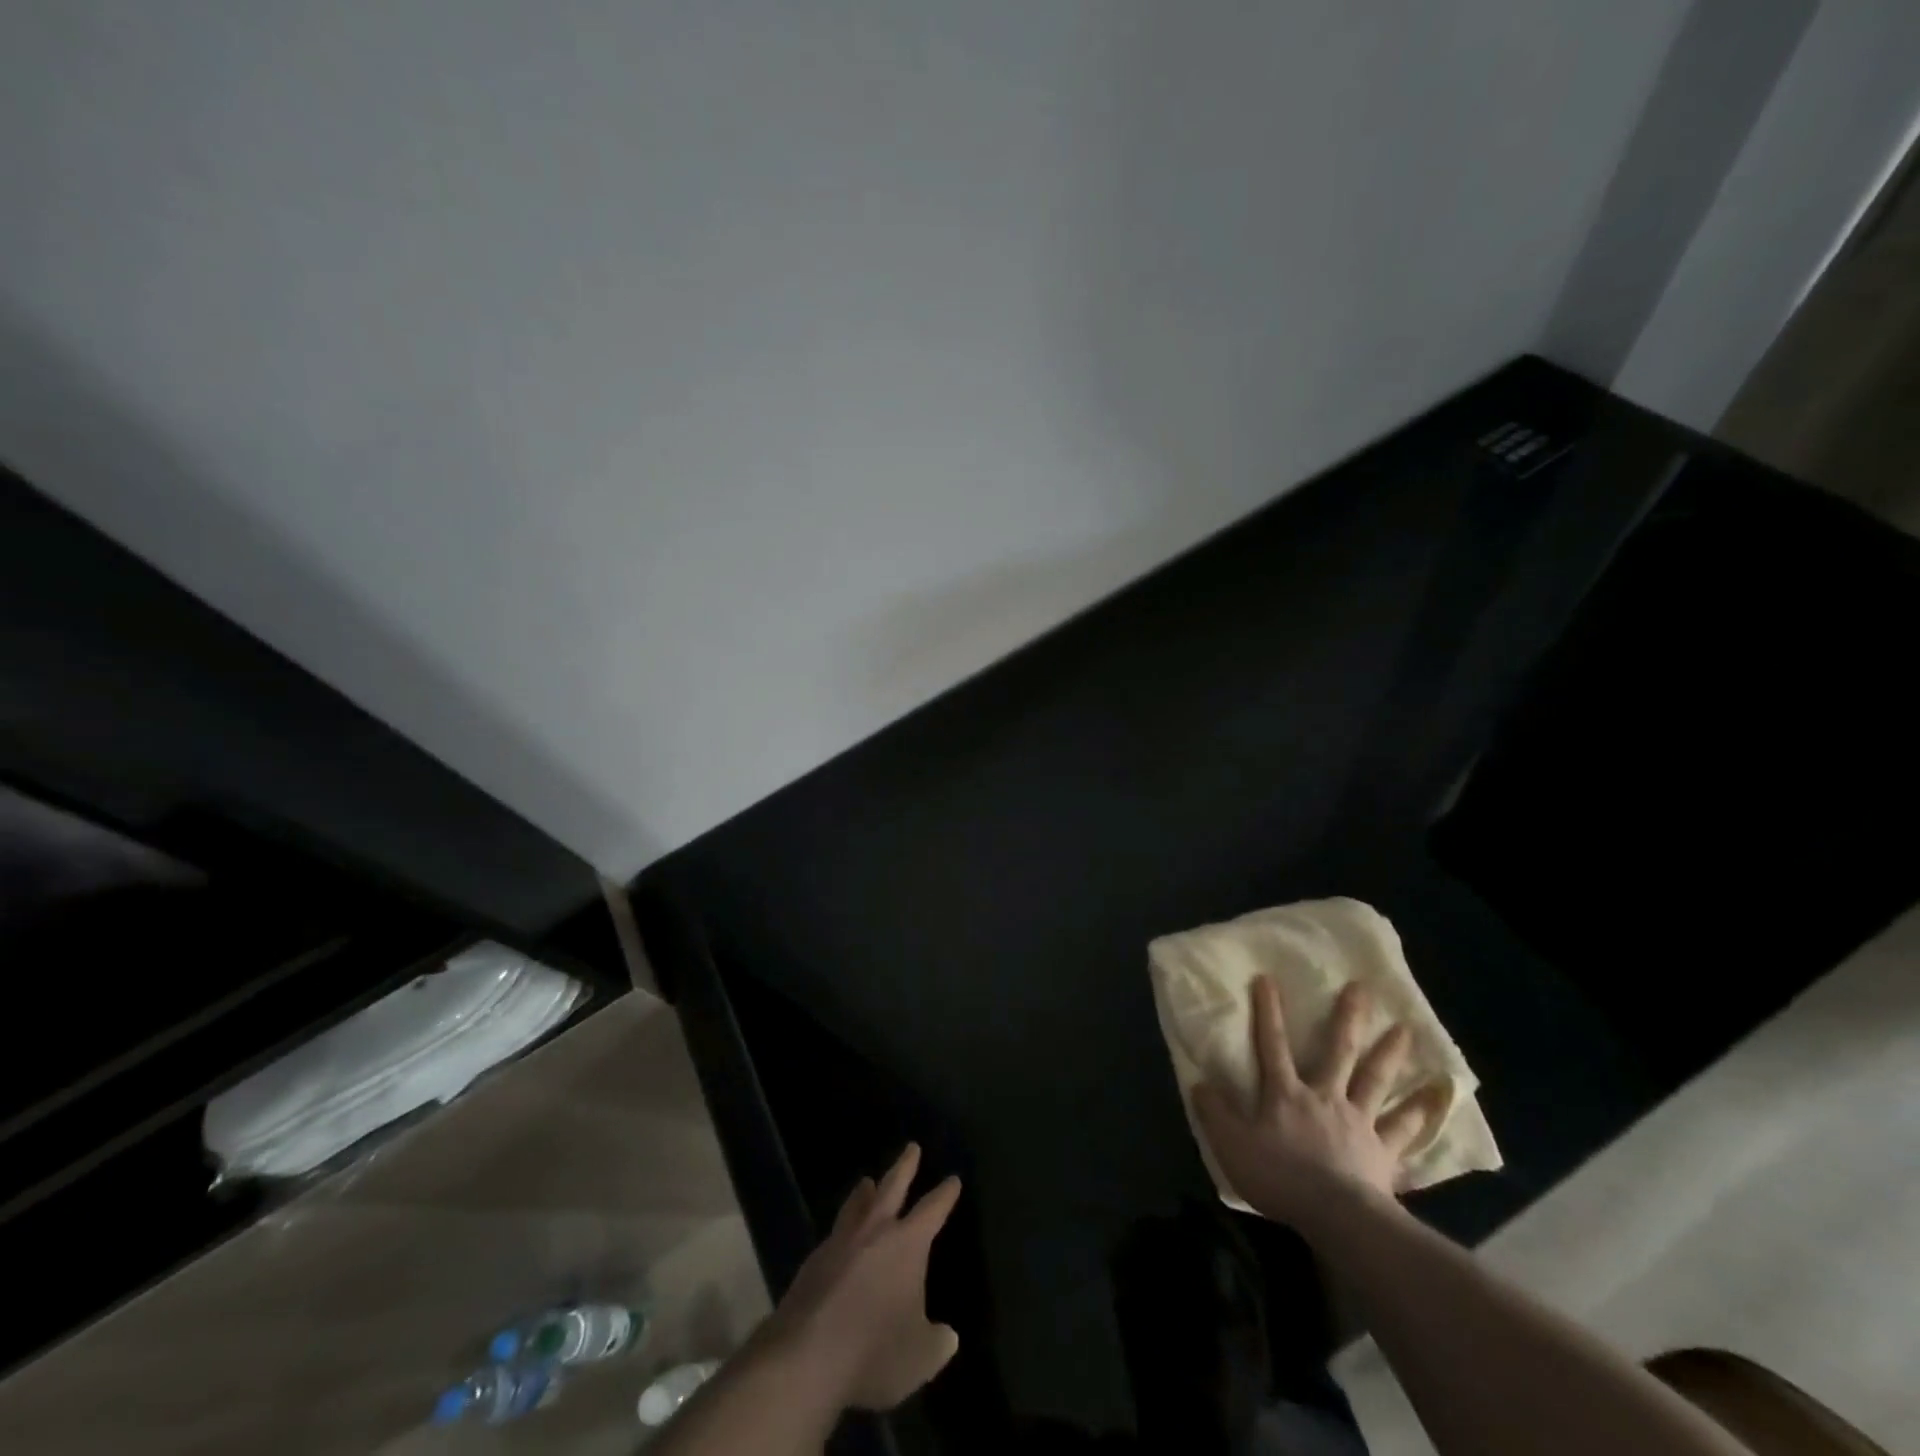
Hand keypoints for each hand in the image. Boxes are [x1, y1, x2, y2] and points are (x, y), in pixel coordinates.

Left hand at [763, 1143, 961, 1410]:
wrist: (807, 1356)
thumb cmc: (875, 1350)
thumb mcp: (920, 1357)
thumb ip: (936, 1342)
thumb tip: (946, 1336)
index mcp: (907, 1244)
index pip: (932, 1210)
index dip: (944, 1195)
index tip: (952, 1179)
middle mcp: (874, 1231)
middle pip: (892, 1188)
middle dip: (904, 1166)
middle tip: (911, 1147)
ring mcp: (840, 1242)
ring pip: (856, 1206)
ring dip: (863, 1193)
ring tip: (866, 1182)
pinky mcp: (813, 1262)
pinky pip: (834, 1235)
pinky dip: (842, 1230)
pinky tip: (840, 1239)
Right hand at [1192, 979, 1448, 1225]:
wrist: (1337, 1217)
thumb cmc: (1280, 1177)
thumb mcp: (1231, 1144)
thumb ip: (1215, 1112)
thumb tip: (1199, 1082)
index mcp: (1286, 1094)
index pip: (1272, 1045)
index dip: (1269, 1012)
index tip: (1268, 978)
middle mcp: (1325, 1097)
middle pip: (1338, 1052)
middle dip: (1348, 1019)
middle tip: (1362, 988)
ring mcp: (1359, 1123)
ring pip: (1376, 1081)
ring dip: (1390, 1054)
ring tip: (1406, 1029)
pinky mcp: (1383, 1153)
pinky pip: (1405, 1130)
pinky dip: (1421, 1113)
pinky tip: (1438, 1097)